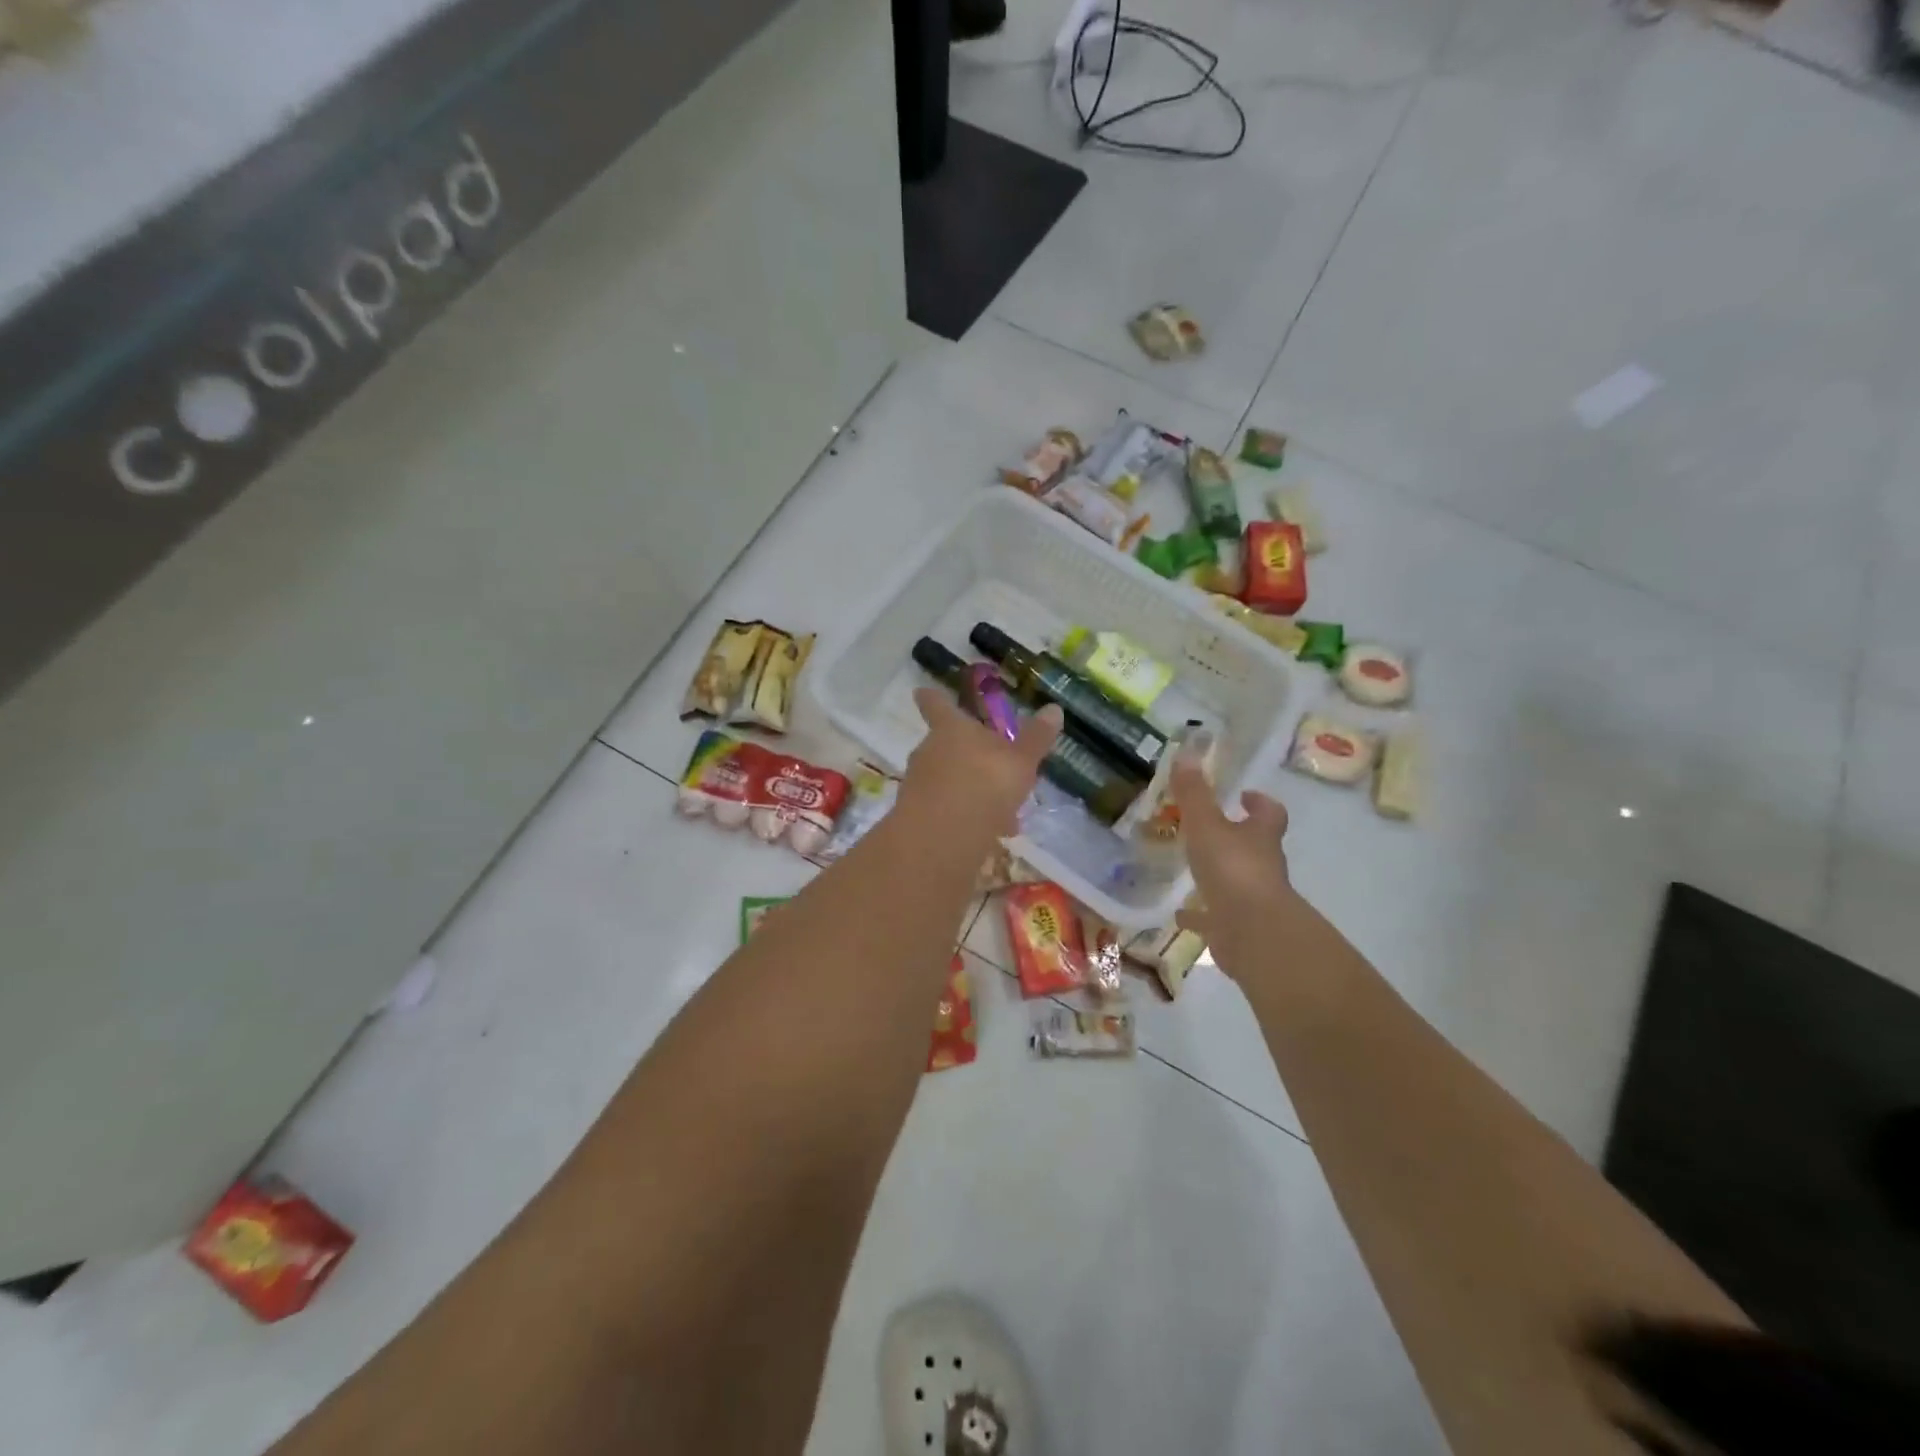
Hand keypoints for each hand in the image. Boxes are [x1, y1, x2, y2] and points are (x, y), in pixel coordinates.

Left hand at [896, 688, 1062, 840]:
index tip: (922, 690)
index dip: (932, 698)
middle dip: (968, 757)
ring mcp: (918, 783)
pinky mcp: (917, 815)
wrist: (945, 835)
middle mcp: (929, 750)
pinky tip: (990, 835)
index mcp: (951, 728)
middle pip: (944, 745)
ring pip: (948, 780)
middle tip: (994, 769)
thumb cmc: (985, 783)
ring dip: (971, 791)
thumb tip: (1053, 709)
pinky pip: (945, 809)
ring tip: (1003, 813)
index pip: (937, 704)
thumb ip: (1036, 738)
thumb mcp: (1021, 761)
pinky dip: (965, 817)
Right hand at [1172, 760, 1296, 977]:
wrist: (1252, 932)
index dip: (1259, 802)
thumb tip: (1187, 752)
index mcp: (1260, 837)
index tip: (1245, 795)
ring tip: (1191, 870)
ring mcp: (1252, 899)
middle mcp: (1262, 865)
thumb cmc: (1232, 869)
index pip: (1269, 813)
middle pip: (1255, 846)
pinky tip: (1180, 914)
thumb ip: (1194, 793)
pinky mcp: (1237, 928)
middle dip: (1236, 837)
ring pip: (1235, 881)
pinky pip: (1215, 918)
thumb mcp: (1207, 824)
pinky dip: (1200, 914)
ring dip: (1218, 875)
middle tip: (1208, 829)